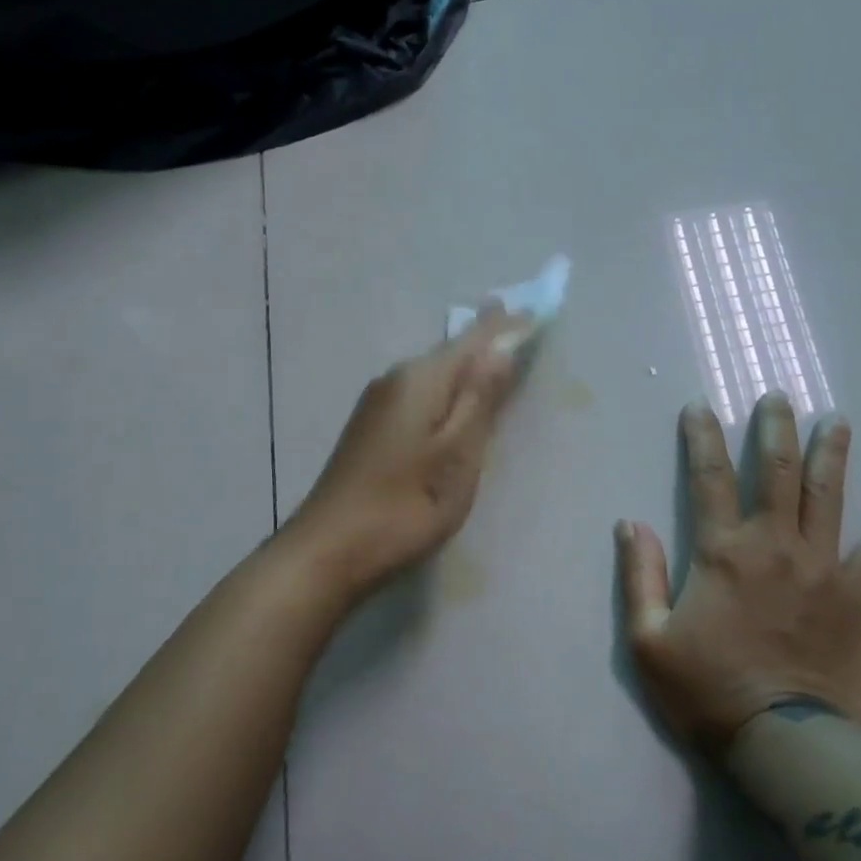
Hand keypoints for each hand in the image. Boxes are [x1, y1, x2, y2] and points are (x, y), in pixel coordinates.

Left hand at [288, 306, 533, 600]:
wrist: (327, 551)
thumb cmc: (404, 506)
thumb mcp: (456, 455)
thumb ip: (480, 400)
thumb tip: (501, 348)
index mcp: (419, 379)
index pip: (472, 339)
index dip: (505, 327)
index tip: (533, 309)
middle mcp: (394, 380)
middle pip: (451, 354)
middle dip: (484, 342)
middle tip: (519, 328)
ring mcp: (377, 405)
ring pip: (433, 376)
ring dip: (465, 369)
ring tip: (494, 359)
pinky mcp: (370, 430)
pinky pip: (419, 397)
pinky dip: (445, 394)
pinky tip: (454, 405)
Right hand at [616, 394, 860, 751]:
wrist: (784, 742)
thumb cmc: (708, 691)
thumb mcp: (648, 640)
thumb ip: (639, 576)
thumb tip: (631, 524)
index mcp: (722, 552)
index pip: (709, 478)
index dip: (703, 437)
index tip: (701, 405)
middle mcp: (773, 546)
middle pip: (776, 473)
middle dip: (776, 429)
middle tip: (779, 397)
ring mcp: (820, 569)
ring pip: (828, 498)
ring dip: (831, 455)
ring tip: (837, 420)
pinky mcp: (856, 599)